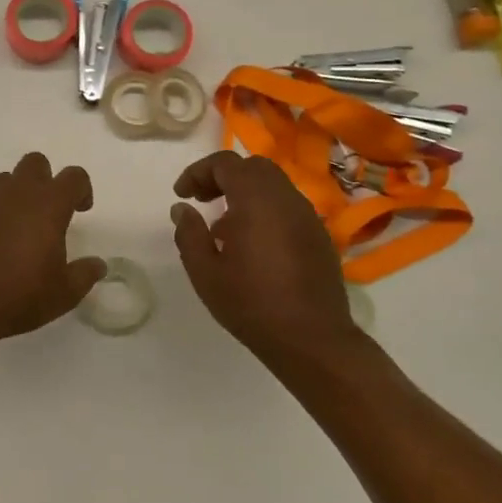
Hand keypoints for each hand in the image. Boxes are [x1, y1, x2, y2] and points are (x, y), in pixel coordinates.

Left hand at [0, 153, 107, 353]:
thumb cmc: (20, 296)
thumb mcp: (64, 293)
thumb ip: (85, 274)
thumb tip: (98, 265)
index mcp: (48, 205)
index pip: (73, 176)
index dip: (82, 189)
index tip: (81, 210)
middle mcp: (16, 194)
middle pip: (35, 163)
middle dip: (45, 180)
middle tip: (47, 213)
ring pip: (4, 180)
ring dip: (15, 195)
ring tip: (16, 229)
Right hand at [171, 150, 362, 370]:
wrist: (312, 339)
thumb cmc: (251, 304)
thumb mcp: (205, 272)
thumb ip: (189, 233)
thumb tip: (182, 209)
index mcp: (256, 200)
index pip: (226, 163)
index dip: (198, 172)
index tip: (182, 195)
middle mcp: (286, 199)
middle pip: (254, 167)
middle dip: (224, 176)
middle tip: (202, 199)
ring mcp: (308, 216)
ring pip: (274, 186)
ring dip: (245, 193)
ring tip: (223, 226)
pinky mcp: (319, 236)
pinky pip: (288, 207)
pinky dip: (265, 210)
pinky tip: (252, 244)